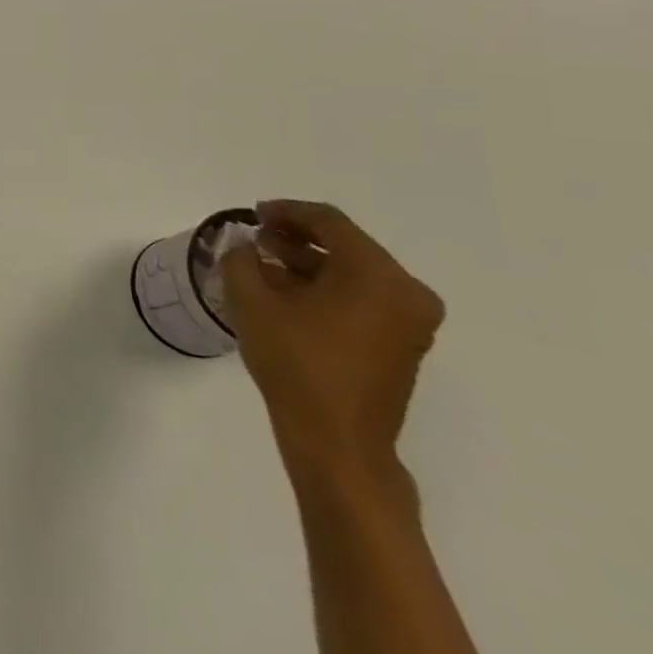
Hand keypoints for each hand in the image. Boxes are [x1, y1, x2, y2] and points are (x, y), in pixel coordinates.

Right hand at [224, 200, 443, 493]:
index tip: (253, 215)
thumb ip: (241, 260)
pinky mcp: (404, 344)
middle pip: (346, 245)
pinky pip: (364, 298)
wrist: (336, 441)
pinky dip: (328, 288)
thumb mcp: (252, 302)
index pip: (329, 222)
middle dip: (297, 238)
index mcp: (377, 275)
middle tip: (257, 241)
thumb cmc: (296, 363)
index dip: (286, 211)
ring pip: (355, 273)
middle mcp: (406, 292)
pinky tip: (289, 296)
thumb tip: (245, 246)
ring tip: (265, 267)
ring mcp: (411, 322)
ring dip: (310, 264)